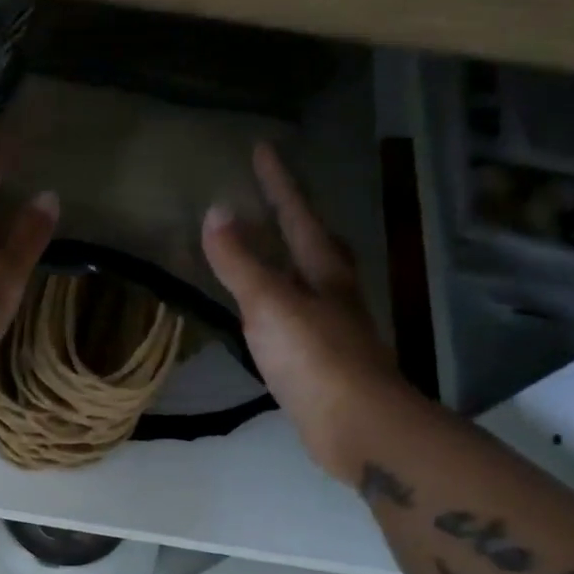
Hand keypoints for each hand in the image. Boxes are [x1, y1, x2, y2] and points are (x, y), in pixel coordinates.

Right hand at [201, 143, 413, 484]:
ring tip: (264, 245)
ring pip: (306, 277)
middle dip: (293, 215)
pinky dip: (277, 298)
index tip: (263, 148)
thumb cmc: (314, 357)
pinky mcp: (319, 357)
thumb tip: (217, 211)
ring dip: (286, 257)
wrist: (355, 425)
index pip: (298, 213)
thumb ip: (241, 262)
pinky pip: (293, 312)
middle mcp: (332, 291)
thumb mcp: (270, 304)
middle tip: (271, 195)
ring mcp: (329, 325)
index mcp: (323, 270)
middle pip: (314, 241)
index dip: (279, 182)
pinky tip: (264, 310)